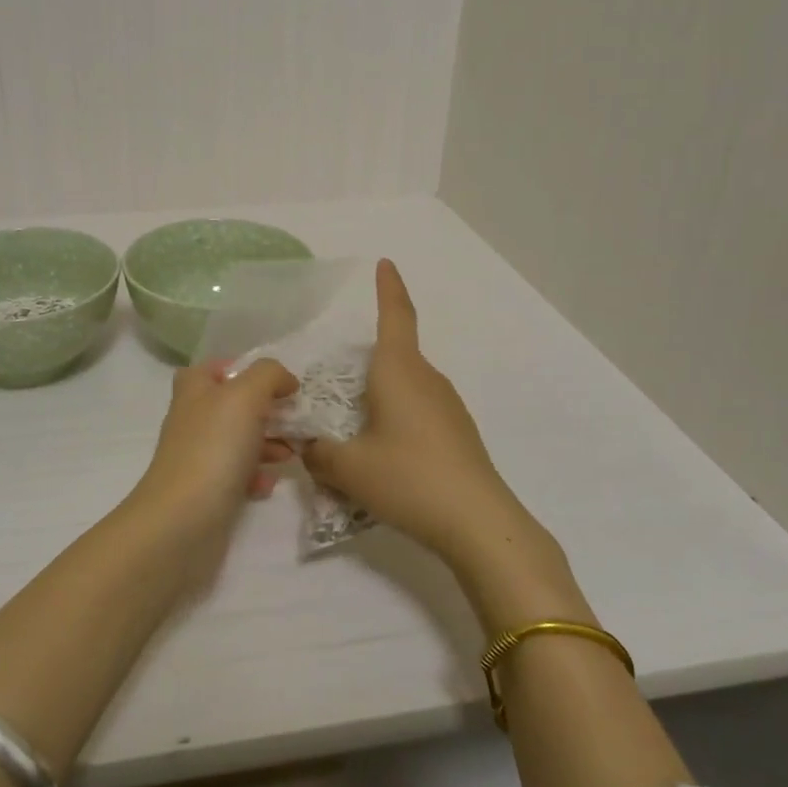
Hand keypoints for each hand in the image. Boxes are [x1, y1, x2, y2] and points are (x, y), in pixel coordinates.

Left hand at [130, 359, 298, 545]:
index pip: (219, 367)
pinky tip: (268, 484)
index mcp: (194, 388)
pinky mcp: (206, 489)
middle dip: (268, 410)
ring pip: (240, 439)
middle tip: (295, 419)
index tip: (281, 384)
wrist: (183, 520)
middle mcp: (193, 417)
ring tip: (293, 453)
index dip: (249, 370)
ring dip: (269, 443)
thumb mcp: (246, 395)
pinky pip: (238, 474)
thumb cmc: (214, 447)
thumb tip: (285, 380)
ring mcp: (198, 454)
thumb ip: (269, 375)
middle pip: (235, 404)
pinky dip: (257, 475)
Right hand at [305, 261, 523, 566]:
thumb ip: (318, 453)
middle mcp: (426, 378)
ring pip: (403, 389)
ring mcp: (447, 406)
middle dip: (362, 368)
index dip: (388, 287)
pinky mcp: (457, 434)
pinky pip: (417, 413)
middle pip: (391, 357)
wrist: (479, 523)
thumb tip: (309, 446)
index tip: (386, 263)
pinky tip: (384, 461)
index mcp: (399, 370)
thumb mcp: (348, 468)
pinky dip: (395, 423)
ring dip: (378, 400)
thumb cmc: (408, 478)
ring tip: (352, 439)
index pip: (396, 315)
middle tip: (332, 393)